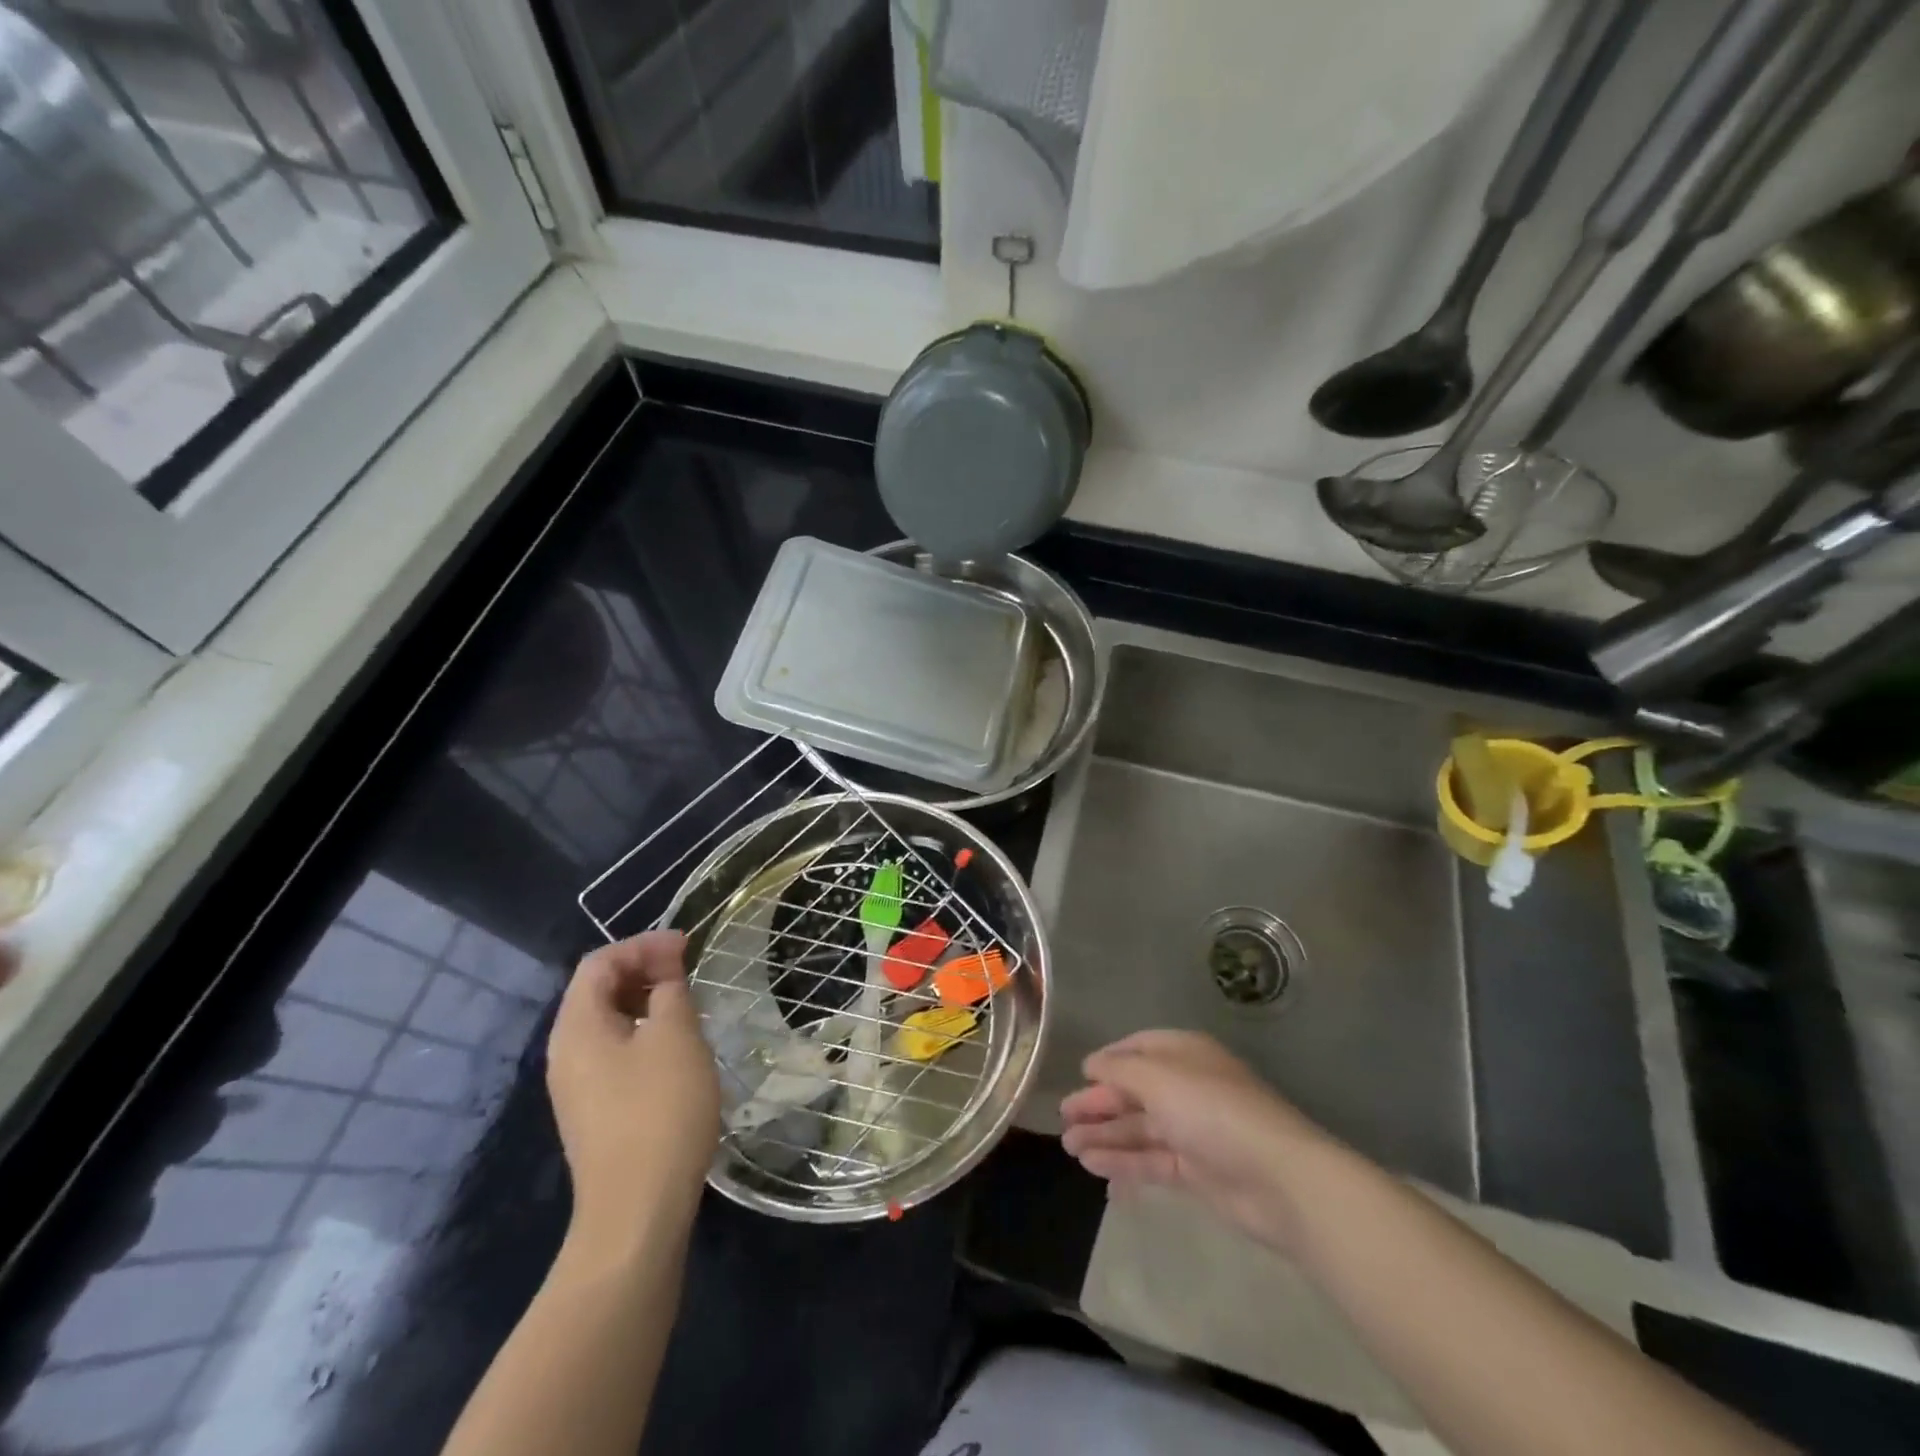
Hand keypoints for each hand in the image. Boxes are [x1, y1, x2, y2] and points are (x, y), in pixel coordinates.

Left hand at [547, 932, 719, 1243]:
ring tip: (687, 1003)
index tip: (687, 946)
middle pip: (598, 990)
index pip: (600, 962)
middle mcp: (566, 1052)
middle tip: (688, 969)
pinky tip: (675, 1047)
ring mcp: (577, 1086)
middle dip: (643, 969)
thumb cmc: (659, 1111)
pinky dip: (643, 1032)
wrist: (636, 1212)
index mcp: (577, 1027)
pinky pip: (614, 1052)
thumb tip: (665, 978)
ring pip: (608, 1022)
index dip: (643, 945)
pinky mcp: (594, 1112)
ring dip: (645, 1001)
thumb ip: (671, 993)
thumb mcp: (676, 1037)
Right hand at [1059, 1030, 1336, 1254]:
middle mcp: (1187, 1087)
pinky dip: (1123, 1161)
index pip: (1139, 1049)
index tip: (1080, 1075)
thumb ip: (1120, 1070)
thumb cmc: (1213, 1111)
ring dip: (1105, 1135)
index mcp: (1184, 1054)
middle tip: (1064, 1118)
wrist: (1279, 1180)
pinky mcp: (1196, 1170)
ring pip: (1139, 1128)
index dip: (1108, 1061)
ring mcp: (1193, 1130)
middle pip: (1135, 1091)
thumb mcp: (1159, 1079)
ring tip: (1069, 1147)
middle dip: (1099, 1103)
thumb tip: (1091, 1065)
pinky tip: (1095, 1167)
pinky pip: (1151, 1160)